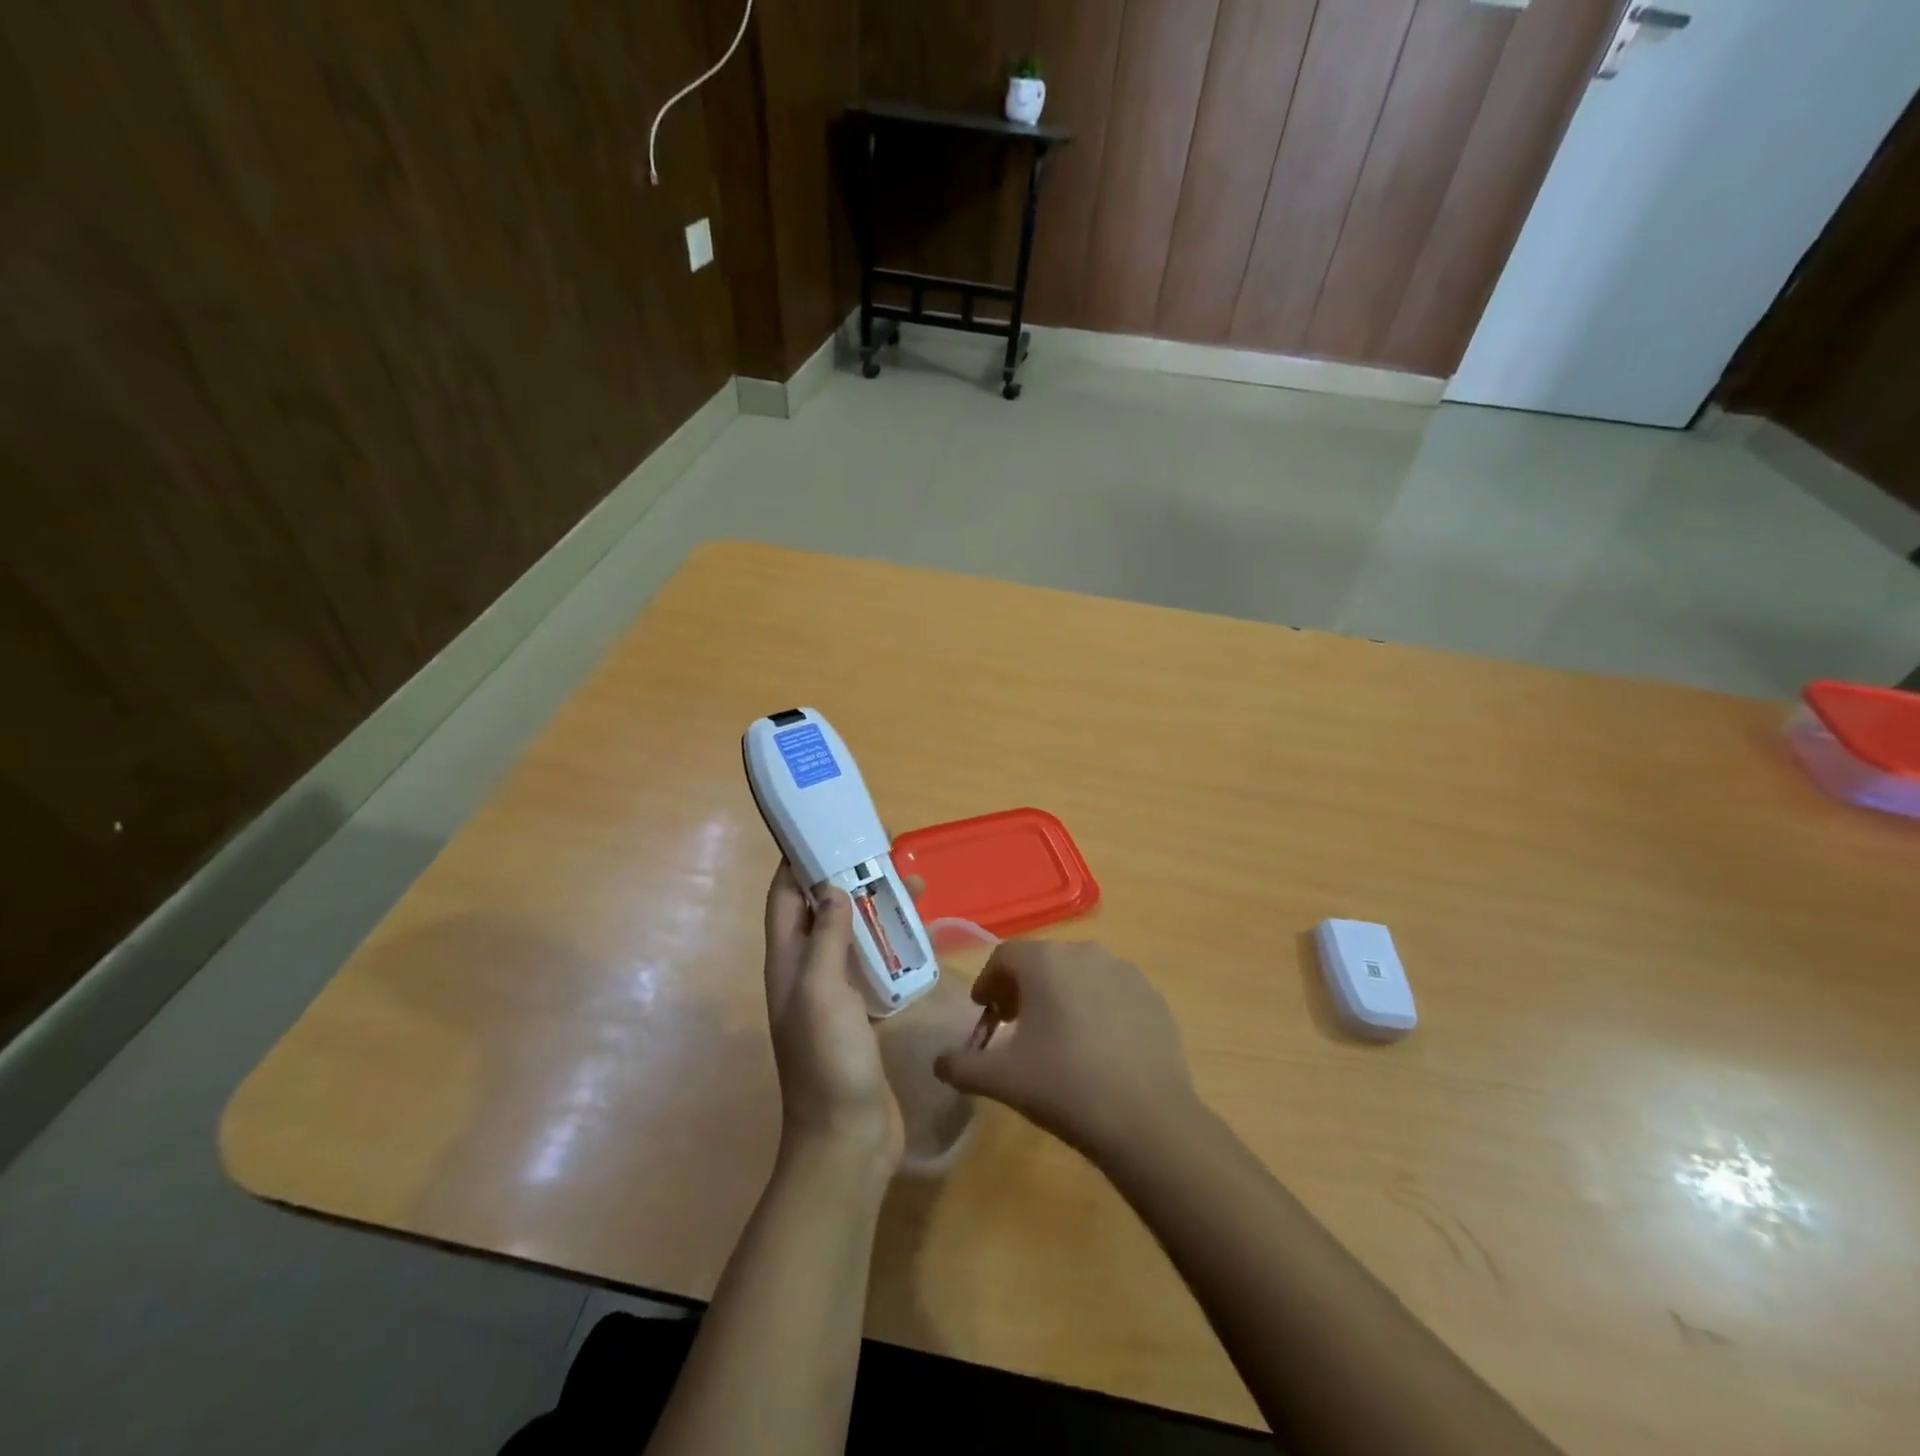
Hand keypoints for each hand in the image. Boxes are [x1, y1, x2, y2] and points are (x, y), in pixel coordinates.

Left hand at [762, 862, 903, 1171]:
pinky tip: (919, 938)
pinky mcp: (860, 1015)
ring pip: (852, 938)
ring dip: (875, 911)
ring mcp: (834, 995)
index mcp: (788, 962)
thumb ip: (826, 938)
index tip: (825, 830)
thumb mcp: (821, 992)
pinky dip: (892, 947)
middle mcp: (806, 973)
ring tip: (914, 886)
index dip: (797, 863)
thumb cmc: (828, 1060)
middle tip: (884, 852)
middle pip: (822, 912)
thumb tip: (831, 888)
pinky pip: (874, 968)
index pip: (784, 898)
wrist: (846, 1138)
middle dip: (847, 879)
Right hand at [934, 941, 1200, 1162]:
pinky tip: (1097, 1047)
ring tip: (1056, 1036)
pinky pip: (1112, 991)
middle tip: (1014, 1025)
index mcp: (1045, 962)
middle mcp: (1084, 952)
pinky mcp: (1151, 995)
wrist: (1147, 1119)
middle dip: (1023, 988)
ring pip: (1079, 973)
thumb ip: (962, 1066)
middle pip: (1042, 961)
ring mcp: (1124, 971)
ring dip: (1060, 994)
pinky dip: (1096, 1006)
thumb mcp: (1002, 1080)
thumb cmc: (1065, 1088)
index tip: (984, 1013)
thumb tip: (940, 1063)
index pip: (1004, 956)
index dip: (988, 982)